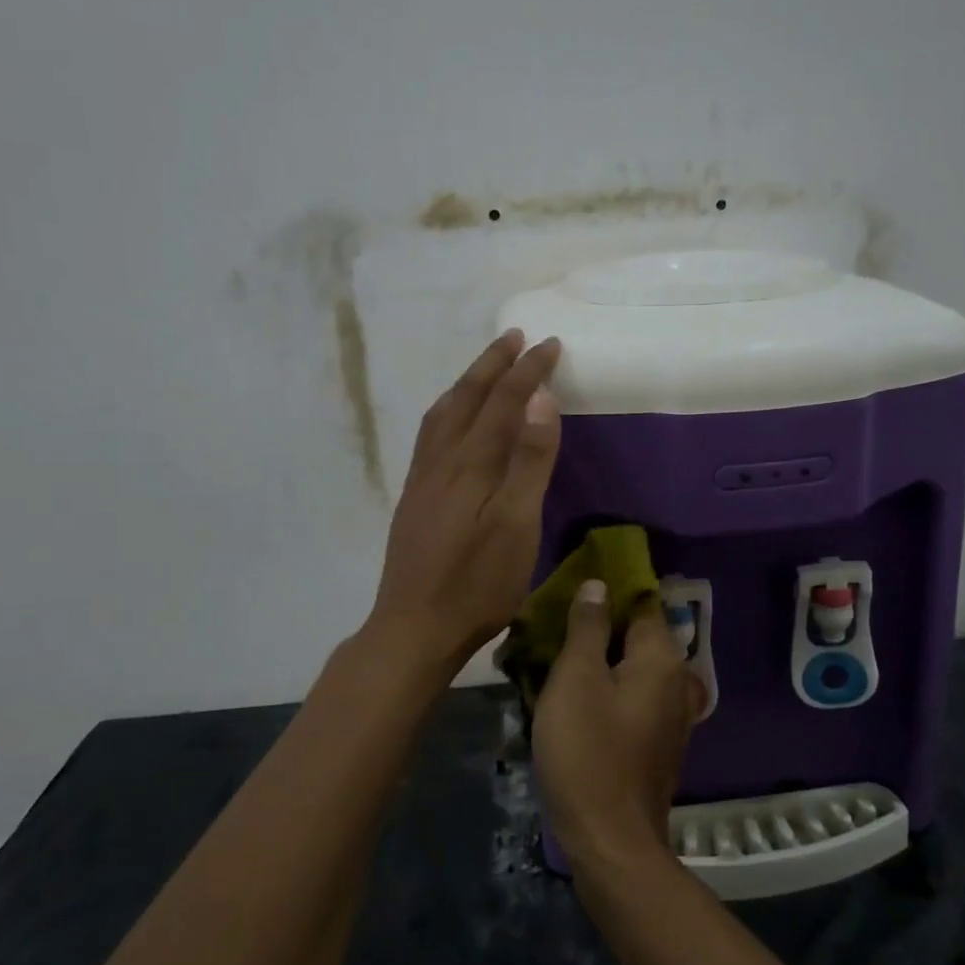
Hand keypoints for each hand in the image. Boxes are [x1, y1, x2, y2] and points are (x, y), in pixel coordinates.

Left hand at [365, 330, 562, 681]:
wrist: (414, 628)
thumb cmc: (476, 584)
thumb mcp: (516, 525)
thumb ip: (528, 461)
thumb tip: (539, 398)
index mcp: (470, 463)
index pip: (503, 401)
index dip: (527, 371)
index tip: (549, 344)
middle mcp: (441, 460)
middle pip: (466, 398)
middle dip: (493, 364)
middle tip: (514, 337)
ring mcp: (423, 479)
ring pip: (443, 413)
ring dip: (466, 383)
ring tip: (484, 368)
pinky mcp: (415, 498)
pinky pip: (432, 435)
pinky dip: (449, 410)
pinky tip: (452, 423)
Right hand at [530, 580, 706, 869]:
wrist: (610, 840)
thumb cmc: (588, 751)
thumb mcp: (577, 679)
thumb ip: (588, 627)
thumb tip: (599, 585)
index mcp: (662, 658)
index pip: (642, 602)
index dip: (610, 589)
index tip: (575, 584)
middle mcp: (677, 680)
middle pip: (638, 635)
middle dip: (600, 624)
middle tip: (556, 621)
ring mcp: (671, 714)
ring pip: (634, 668)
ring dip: (601, 657)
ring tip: (558, 654)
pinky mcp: (657, 741)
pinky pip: (633, 696)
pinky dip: (609, 687)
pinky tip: (576, 694)